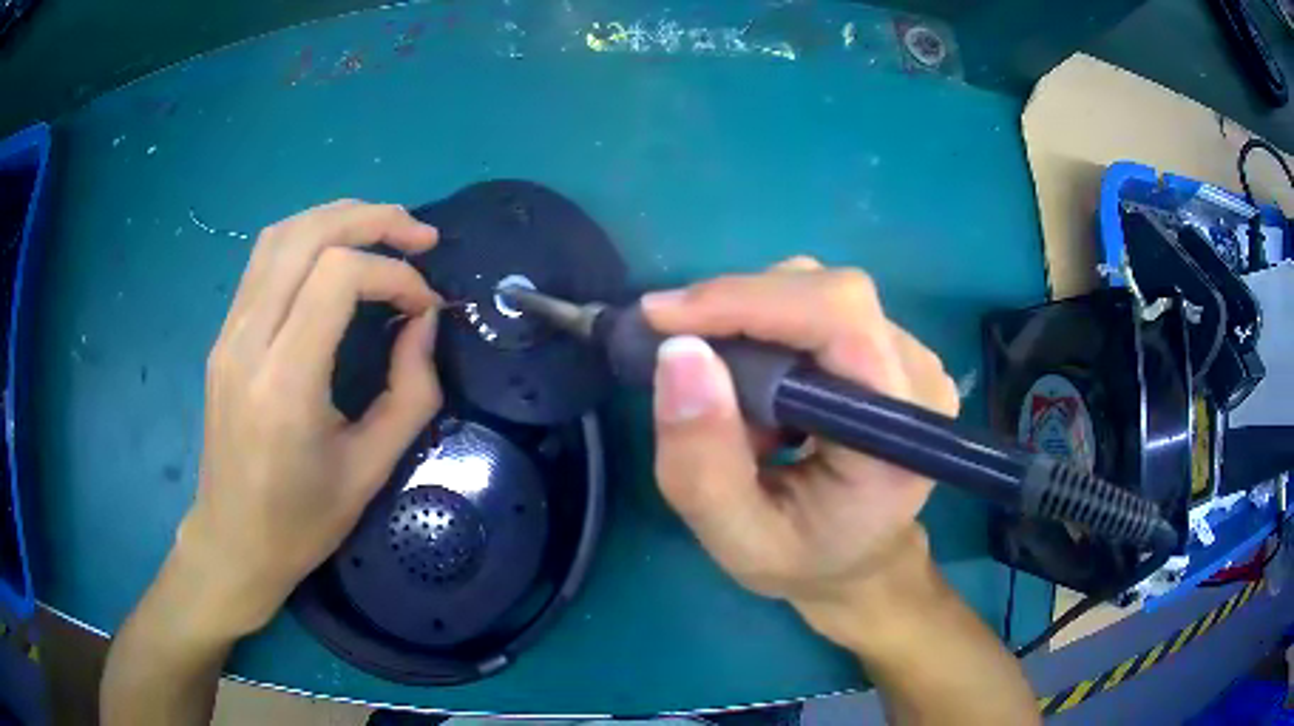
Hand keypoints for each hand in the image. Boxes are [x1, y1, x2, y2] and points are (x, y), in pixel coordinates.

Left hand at [176, 200, 442, 637]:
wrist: (233, 541)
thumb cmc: (302, 521)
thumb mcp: (371, 469)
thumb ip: (410, 392)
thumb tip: (425, 322)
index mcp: (284, 383)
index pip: (338, 277)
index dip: (394, 274)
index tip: (425, 307)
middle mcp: (247, 342)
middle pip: (307, 235)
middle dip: (373, 219)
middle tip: (420, 234)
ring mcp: (228, 333)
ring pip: (280, 235)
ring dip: (338, 218)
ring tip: (383, 229)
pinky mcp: (224, 334)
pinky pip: (264, 260)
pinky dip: (309, 238)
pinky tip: (336, 255)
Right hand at [642, 257, 958, 638]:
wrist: (857, 558)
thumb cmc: (804, 560)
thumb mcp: (736, 538)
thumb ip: (703, 462)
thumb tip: (679, 352)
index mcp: (899, 434)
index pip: (840, 320)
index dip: (748, 301)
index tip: (662, 316)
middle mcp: (919, 378)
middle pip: (828, 294)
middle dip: (739, 311)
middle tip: (680, 356)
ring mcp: (912, 357)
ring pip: (819, 291)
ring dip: (752, 323)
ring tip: (727, 389)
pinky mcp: (893, 348)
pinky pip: (820, 308)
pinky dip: (769, 328)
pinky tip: (757, 381)